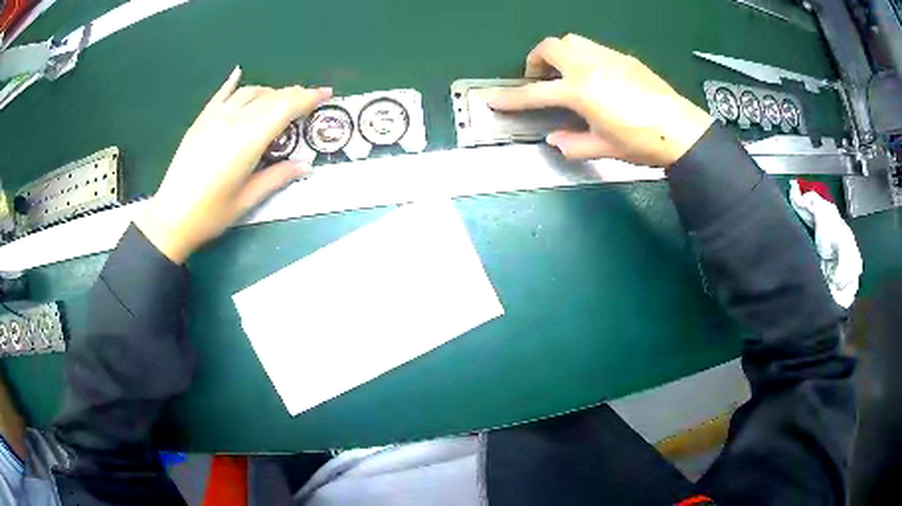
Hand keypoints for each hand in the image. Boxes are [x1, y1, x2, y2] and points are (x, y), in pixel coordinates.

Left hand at [136, 67, 331, 263]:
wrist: (171, 217)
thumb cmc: (211, 214)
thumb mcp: (248, 199)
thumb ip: (278, 177)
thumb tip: (305, 166)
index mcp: (248, 140)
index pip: (285, 107)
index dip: (308, 97)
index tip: (326, 93)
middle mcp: (233, 120)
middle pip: (270, 97)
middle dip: (293, 95)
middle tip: (308, 101)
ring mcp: (214, 117)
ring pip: (249, 92)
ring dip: (269, 93)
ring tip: (279, 102)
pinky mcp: (201, 121)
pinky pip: (221, 94)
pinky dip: (233, 83)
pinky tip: (239, 74)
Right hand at [489, 34, 712, 166]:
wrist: (682, 131)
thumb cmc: (641, 142)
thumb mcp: (604, 148)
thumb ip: (573, 143)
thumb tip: (556, 140)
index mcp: (579, 90)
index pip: (536, 93)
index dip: (511, 98)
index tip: (494, 100)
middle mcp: (589, 66)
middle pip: (549, 47)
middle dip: (535, 60)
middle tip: (539, 78)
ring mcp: (608, 57)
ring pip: (572, 40)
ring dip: (559, 53)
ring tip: (565, 73)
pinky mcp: (624, 58)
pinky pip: (594, 48)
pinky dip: (582, 56)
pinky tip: (594, 76)